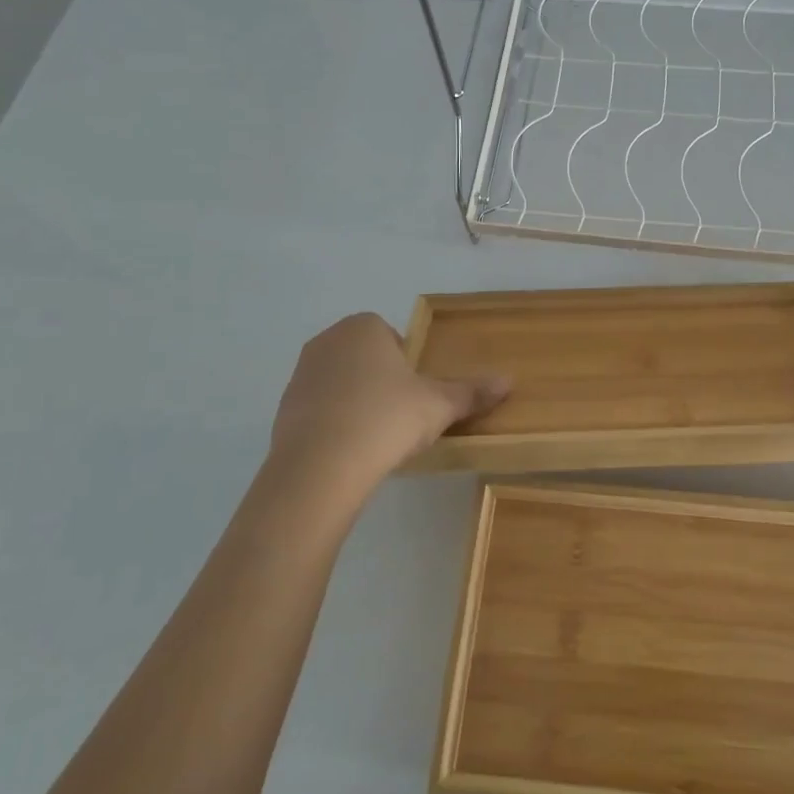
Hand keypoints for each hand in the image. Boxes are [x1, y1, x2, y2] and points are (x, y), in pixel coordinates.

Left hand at [266, 314, 508, 502]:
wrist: (321, 466)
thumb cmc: (387, 418)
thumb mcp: (439, 405)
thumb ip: (471, 392)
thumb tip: (509, 381)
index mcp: (364, 327)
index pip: (391, 335)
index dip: (407, 363)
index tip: (417, 393)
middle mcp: (328, 340)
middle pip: (365, 356)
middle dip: (382, 379)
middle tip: (402, 414)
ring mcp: (300, 374)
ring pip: (340, 381)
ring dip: (356, 400)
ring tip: (375, 436)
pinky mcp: (283, 409)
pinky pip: (319, 409)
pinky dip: (334, 423)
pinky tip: (349, 450)